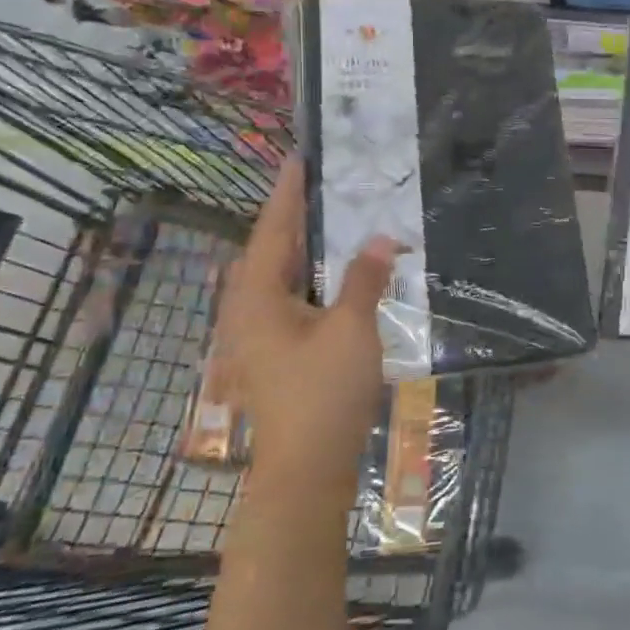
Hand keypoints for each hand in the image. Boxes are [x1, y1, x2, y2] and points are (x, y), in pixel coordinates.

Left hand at [208, 162, 394, 508]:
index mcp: (258, 298)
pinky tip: (336, 276)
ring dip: (303, 248)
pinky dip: (310, 278)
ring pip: (279, 277)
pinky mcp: (275, 354)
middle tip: (323, 185)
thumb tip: (381, 238)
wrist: (306, 471)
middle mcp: (248, 311)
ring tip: (332, 220)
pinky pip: (289, 299)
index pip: (273, 230)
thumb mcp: (352, 330)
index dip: (288, 193)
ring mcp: (258, 336)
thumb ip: (364, 279)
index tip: (300, 159)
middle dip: (294, 217)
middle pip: (270, 251)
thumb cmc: (324, 394)